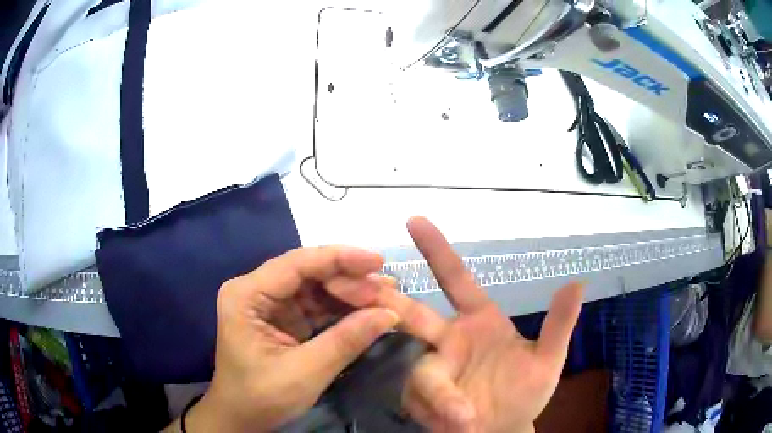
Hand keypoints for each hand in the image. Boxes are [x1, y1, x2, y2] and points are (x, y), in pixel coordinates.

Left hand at [180, 246, 402, 431]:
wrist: (241, 419)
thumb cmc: (261, 398)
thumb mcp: (304, 373)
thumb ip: (345, 341)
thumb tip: (390, 313)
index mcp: (246, 295)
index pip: (296, 264)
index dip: (339, 258)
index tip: (378, 261)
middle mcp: (256, 290)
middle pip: (309, 272)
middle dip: (349, 280)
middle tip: (388, 289)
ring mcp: (270, 303)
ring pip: (317, 287)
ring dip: (350, 293)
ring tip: (386, 295)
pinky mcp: (284, 318)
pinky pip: (317, 306)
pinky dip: (343, 309)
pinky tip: (368, 310)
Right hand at [401, 217, 583, 432]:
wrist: (505, 430)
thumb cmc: (526, 392)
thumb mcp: (547, 359)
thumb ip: (559, 324)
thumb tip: (577, 282)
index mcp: (478, 321)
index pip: (456, 279)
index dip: (437, 251)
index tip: (414, 220)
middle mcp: (448, 340)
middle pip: (414, 317)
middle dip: (390, 303)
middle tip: (369, 291)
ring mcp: (433, 369)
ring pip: (422, 370)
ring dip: (439, 392)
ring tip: (463, 417)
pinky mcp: (421, 398)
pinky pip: (421, 400)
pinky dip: (439, 411)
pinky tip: (457, 425)